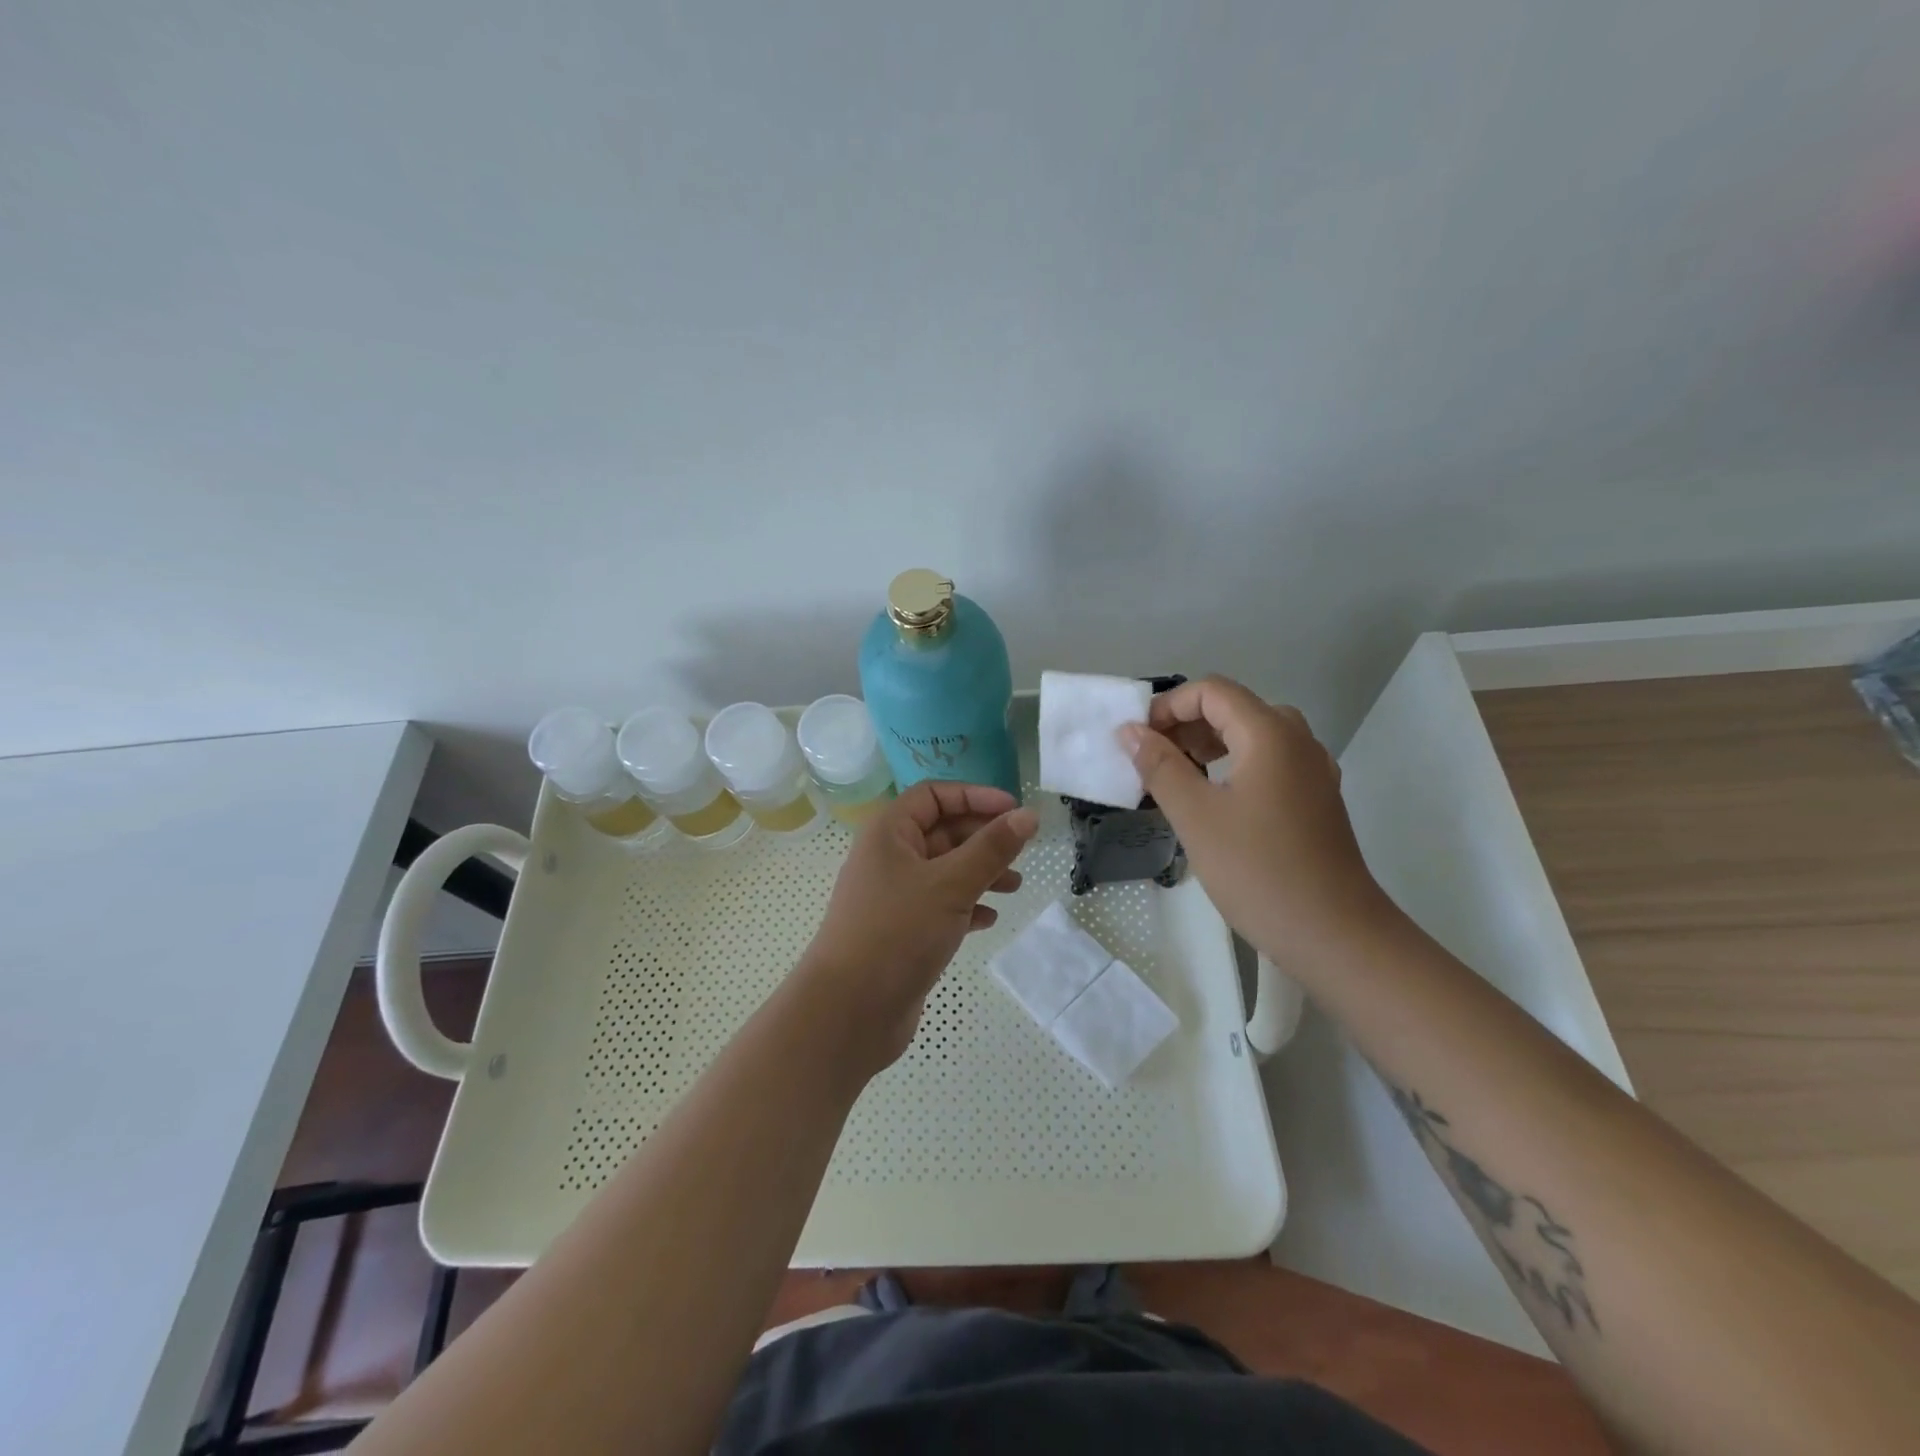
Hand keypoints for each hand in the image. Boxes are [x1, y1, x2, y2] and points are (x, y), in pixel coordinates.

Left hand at [798, 781, 1038, 1070]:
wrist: (849, 1011)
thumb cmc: (897, 932)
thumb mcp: (951, 884)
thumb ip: (992, 848)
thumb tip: (1028, 815)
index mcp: (889, 833)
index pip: (934, 795)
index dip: (975, 796)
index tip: (1014, 810)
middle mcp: (888, 857)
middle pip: (941, 831)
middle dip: (982, 838)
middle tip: (1021, 852)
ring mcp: (893, 896)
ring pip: (944, 870)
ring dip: (980, 873)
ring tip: (1014, 886)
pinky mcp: (900, 930)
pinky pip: (939, 905)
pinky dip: (966, 906)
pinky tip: (988, 919)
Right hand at [1119, 675, 1389, 970]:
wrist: (1335, 935)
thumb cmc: (1258, 871)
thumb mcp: (1196, 816)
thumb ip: (1160, 767)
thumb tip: (1130, 731)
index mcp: (1270, 735)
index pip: (1212, 691)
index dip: (1168, 706)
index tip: (1138, 740)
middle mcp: (1297, 741)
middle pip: (1234, 709)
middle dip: (1186, 725)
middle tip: (1151, 759)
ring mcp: (1312, 772)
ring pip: (1253, 736)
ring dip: (1209, 746)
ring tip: (1175, 779)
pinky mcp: (1316, 800)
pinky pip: (1268, 763)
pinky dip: (1234, 767)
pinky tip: (1213, 802)